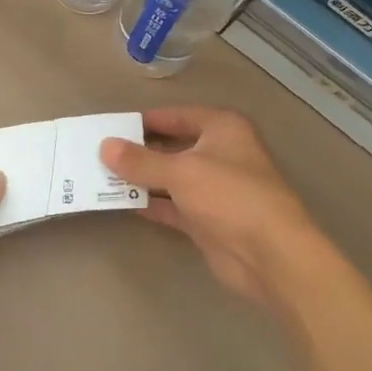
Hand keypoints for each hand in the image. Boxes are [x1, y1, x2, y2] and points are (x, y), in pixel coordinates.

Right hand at [102, 106, 322, 316]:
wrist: (270, 254)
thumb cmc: (229, 196)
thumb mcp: (180, 172)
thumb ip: (140, 161)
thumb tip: (105, 147)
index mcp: (223, 129)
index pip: (177, 116)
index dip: (145, 121)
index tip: (112, 127)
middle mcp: (220, 153)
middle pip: (173, 146)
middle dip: (140, 151)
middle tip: (101, 154)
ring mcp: (215, 189)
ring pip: (171, 177)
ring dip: (142, 179)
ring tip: (102, 176)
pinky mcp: (208, 219)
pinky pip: (173, 205)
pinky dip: (151, 203)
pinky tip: (122, 202)